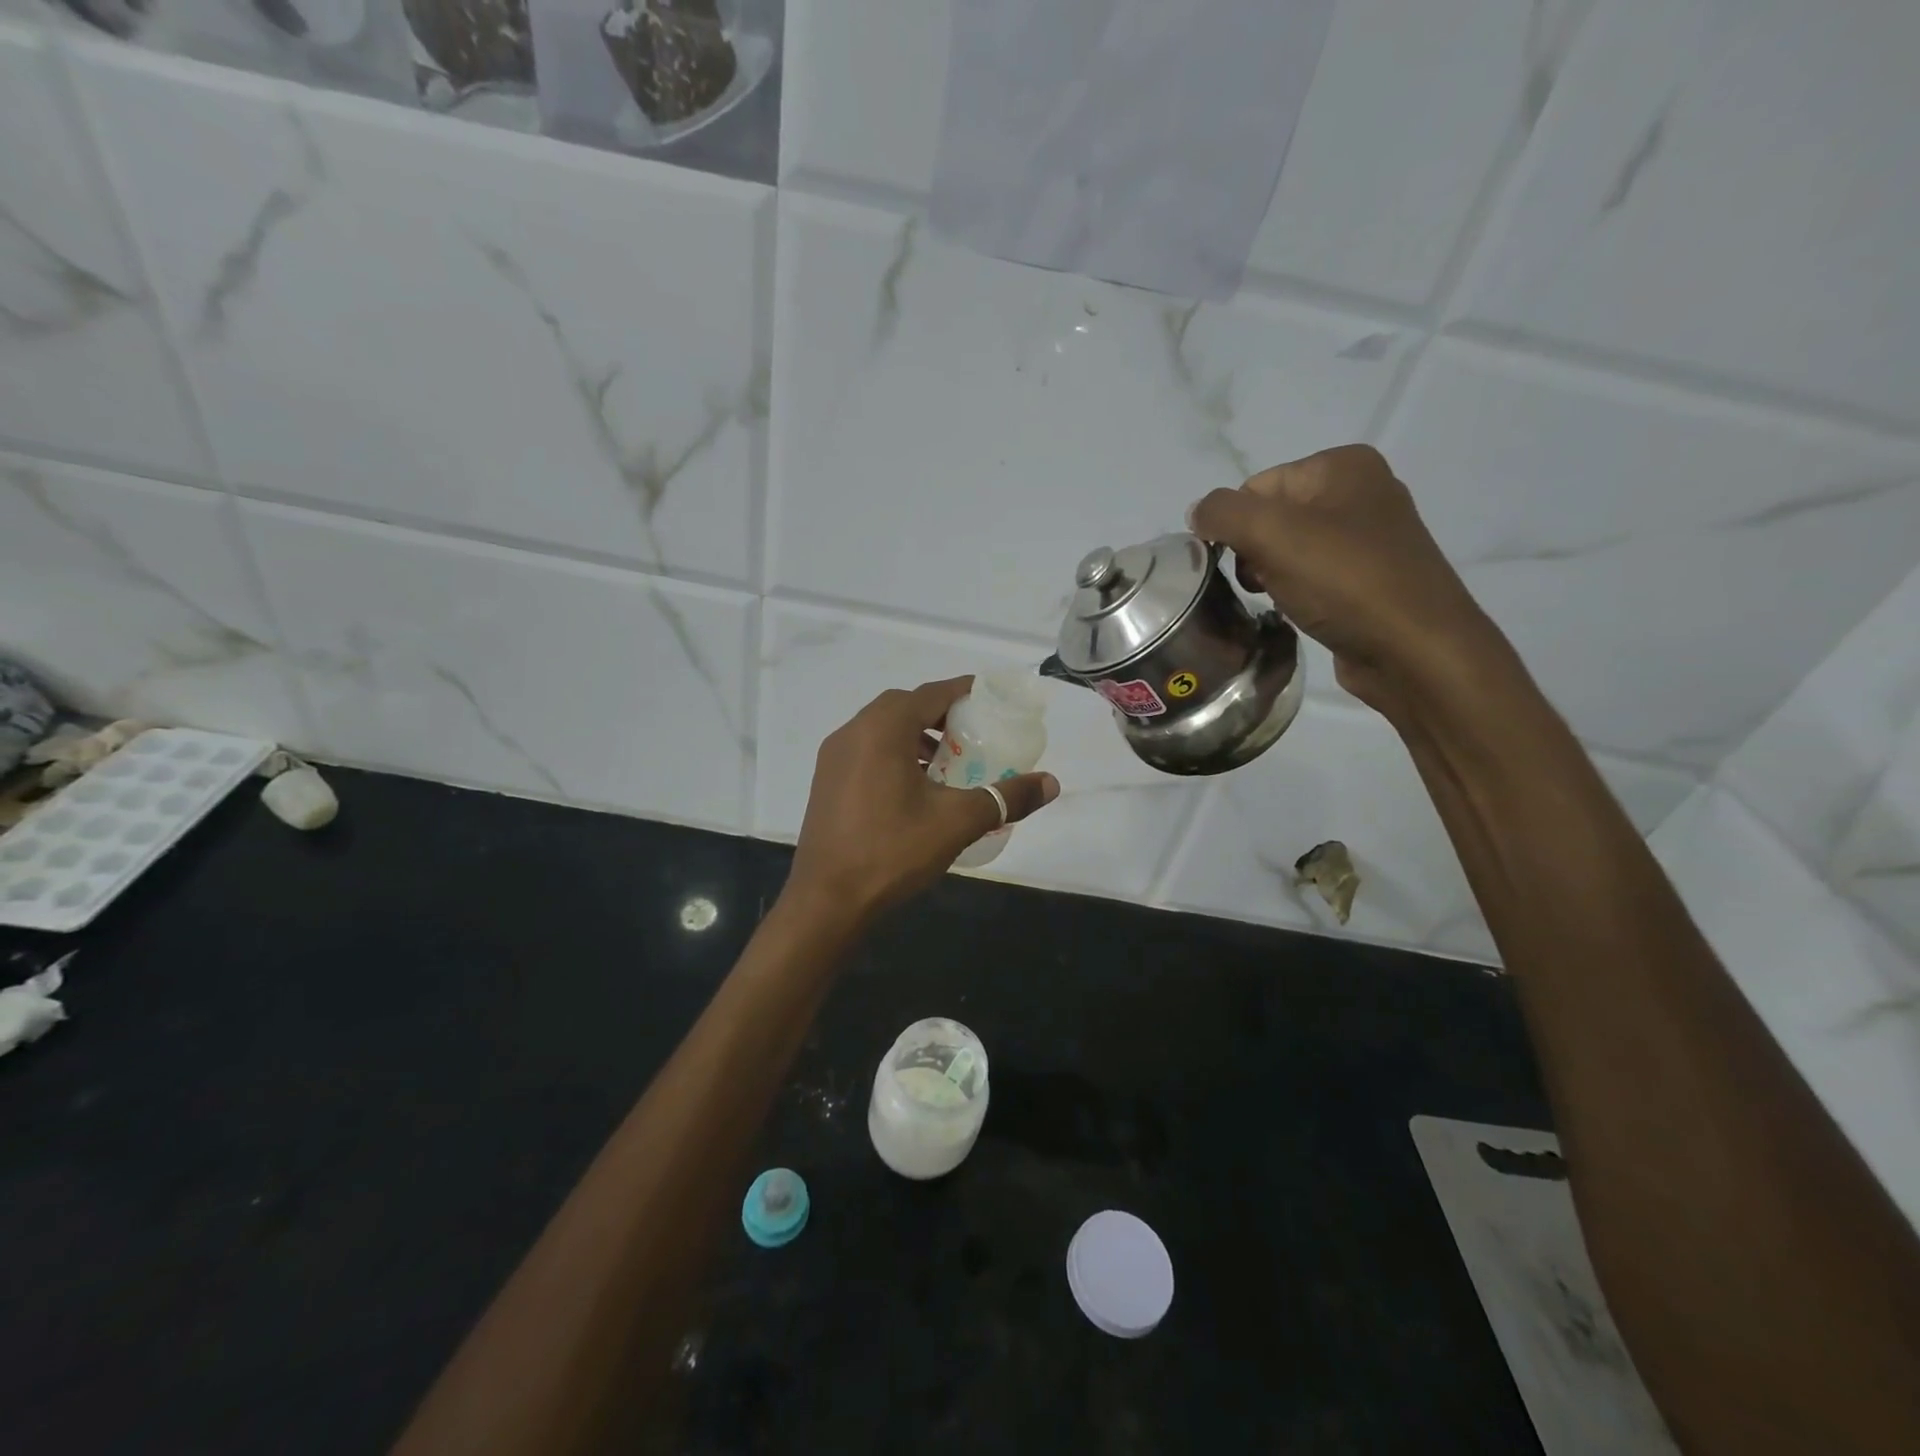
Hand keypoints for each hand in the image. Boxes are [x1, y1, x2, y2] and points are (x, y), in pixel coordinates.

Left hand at [787, 677, 1059, 919]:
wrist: (826, 900)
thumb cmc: (892, 851)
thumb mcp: (957, 822)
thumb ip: (1005, 797)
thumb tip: (1051, 783)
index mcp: (883, 729)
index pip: (931, 693)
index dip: (964, 692)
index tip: (991, 700)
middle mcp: (854, 732)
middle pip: (904, 706)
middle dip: (939, 714)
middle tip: (971, 734)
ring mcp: (833, 757)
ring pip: (882, 729)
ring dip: (915, 735)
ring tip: (946, 763)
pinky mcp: (826, 781)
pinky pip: (866, 750)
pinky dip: (894, 754)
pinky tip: (914, 788)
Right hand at [1190, 445, 1497, 714]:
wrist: (1414, 649)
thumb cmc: (1344, 581)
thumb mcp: (1271, 534)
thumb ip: (1222, 513)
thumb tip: (1198, 514)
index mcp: (1343, 465)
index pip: (1256, 487)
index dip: (1237, 527)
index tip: (1243, 564)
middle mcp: (1361, 491)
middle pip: (1271, 517)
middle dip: (1253, 552)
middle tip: (1262, 584)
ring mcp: (1370, 536)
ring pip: (1288, 549)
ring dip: (1271, 575)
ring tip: (1283, 600)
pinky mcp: (1370, 578)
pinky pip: (1312, 575)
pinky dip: (1296, 592)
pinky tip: (1302, 611)